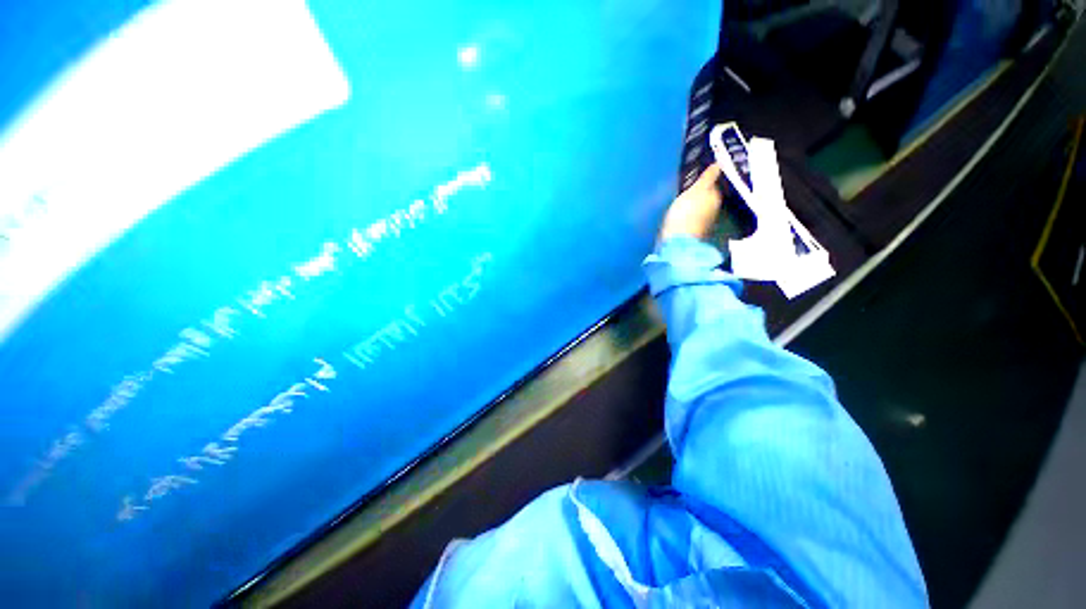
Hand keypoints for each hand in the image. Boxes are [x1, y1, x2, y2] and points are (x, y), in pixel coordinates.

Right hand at [659, 164, 723, 242]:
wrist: (676, 241)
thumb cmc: (686, 212)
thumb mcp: (696, 190)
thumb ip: (707, 178)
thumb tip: (719, 164)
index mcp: (716, 198)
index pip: (713, 185)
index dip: (704, 181)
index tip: (695, 177)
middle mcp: (713, 210)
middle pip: (706, 198)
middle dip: (699, 194)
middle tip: (687, 187)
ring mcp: (702, 223)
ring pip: (699, 209)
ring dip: (693, 205)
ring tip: (682, 199)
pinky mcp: (691, 232)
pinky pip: (690, 219)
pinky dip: (687, 216)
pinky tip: (679, 214)